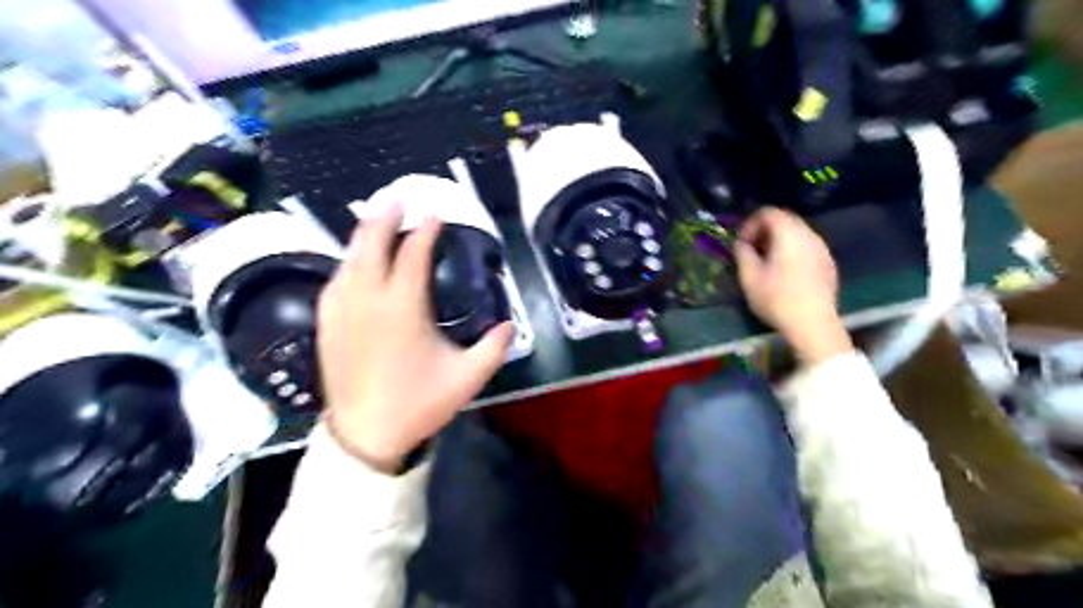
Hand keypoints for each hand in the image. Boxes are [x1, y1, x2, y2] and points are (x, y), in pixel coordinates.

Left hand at [316, 205, 512, 469]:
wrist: (366, 435)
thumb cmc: (418, 404)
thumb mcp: (467, 378)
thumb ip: (494, 348)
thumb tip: (508, 325)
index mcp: (403, 308)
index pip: (413, 255)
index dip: (425, 231)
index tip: (434, 215)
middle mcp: (368, 300)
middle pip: (371, 246)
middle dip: (385, 219)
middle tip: (396, 199)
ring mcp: (342, 311)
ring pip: (349, 260)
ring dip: (363, 236)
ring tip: (374, 220)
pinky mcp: (328, 325)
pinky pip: (334, 282)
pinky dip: (346, 263)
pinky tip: (352, 262)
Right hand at [737, 206, 854, 361]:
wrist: (813, 324)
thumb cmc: (777, 299)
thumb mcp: (749, 277)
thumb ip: (742, 253)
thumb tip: (741, 244)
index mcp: (788, 234)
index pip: (767, 212)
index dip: (749, 224)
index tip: (741, 244)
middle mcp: (809, 235)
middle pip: (784, 220)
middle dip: (764, 231)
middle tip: (751, 251)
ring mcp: (822, 248)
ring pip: (797, 233)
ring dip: (778, 241)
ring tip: (766, 262)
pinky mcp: (828, 263)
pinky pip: (807, 247)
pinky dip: (792, 251)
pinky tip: (785, 273)